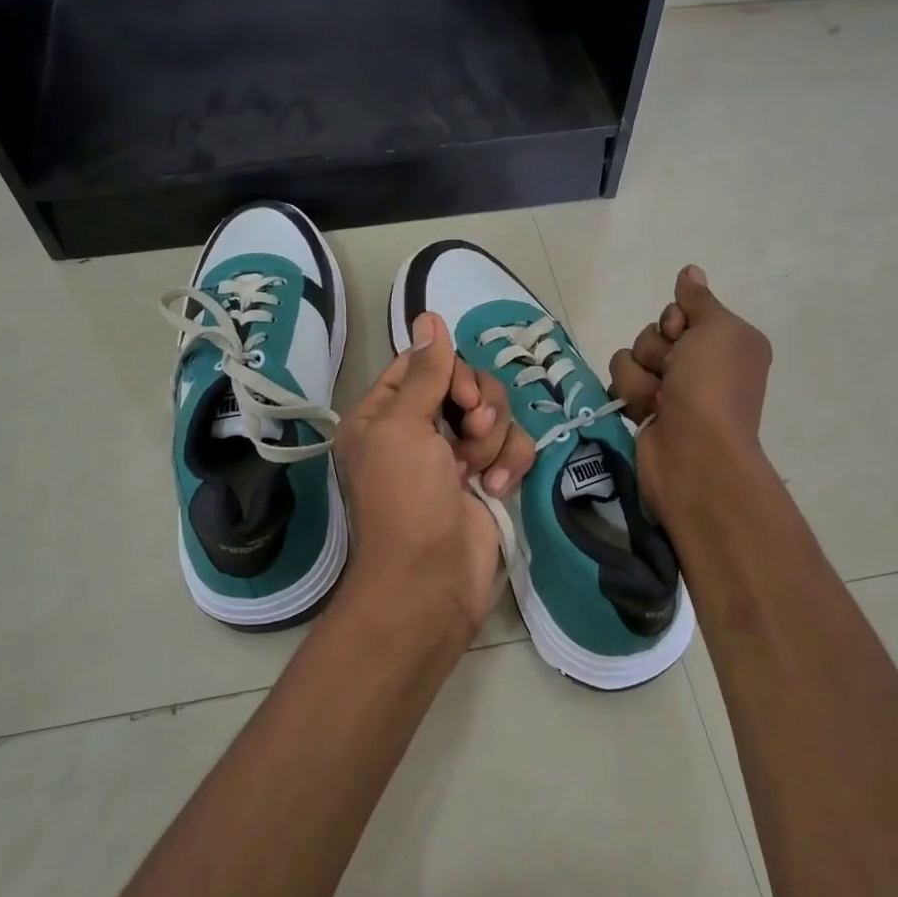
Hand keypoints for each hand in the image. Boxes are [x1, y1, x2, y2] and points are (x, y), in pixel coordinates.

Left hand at [336, 313, 536, 636]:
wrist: (432, 581)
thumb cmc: (405, 499)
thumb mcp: (403, 426)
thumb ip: (425, 371)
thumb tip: (428, 315)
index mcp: (384, 414)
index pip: (424, 364)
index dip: (450, 370)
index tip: (459, 395)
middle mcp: (417, 430)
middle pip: (465, 384)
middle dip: (477, 405)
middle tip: (472, 430)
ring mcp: (454, 456)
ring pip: (495, 414)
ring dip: (492, 439)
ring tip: (478, 471)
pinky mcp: (487, 478)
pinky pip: (513, 446)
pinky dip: (510, 463)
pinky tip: (497, 488)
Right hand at [609, 266, 772, 519]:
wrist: (694, 452)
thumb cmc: (712, 385)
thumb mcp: (717, 329)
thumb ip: (698, 299)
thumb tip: (690, 270)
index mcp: (725, 341)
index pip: (680, 310)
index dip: (674, 320)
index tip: (682, 335)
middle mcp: (699, 363)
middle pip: (653, 332)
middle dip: (656, 350)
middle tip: (674, 373)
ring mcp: (670, 389)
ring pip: (630, 356)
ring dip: (641, 375)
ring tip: (659, 400)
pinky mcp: (644, 409)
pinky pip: (621, 382)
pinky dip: (631, 395)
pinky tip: (646, 412)